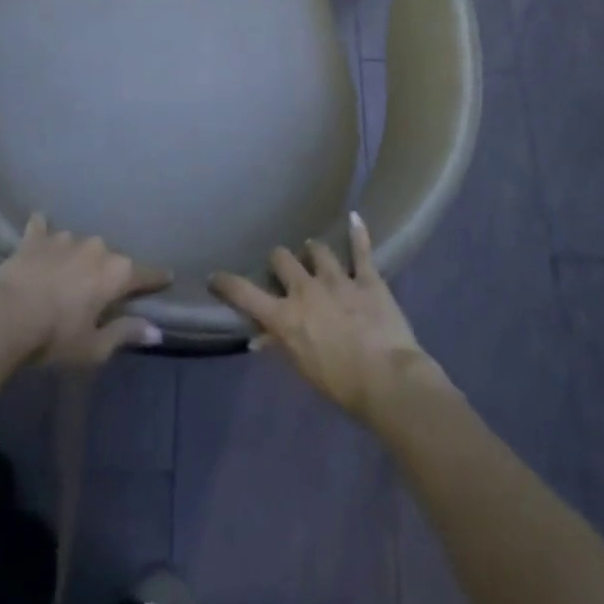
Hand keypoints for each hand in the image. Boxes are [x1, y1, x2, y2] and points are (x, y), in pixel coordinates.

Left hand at [0, 217, 169, 404]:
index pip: (145, 274)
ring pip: (79, 244)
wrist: (4, 315)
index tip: (167, 277)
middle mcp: (96, 247)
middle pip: (111, 259)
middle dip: (109, 272)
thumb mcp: (93, 348)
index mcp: (115, 273)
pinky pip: (42, 227)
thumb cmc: (54, 337)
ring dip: (77, 257)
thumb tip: (157, 331)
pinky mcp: (35, 237)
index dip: (156, 279)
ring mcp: (65, 238)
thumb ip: (125, 334)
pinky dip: (43, 230)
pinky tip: (40, 228)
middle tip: (100, 291)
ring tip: (68, 273)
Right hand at [210, 212, 443, 426]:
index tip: (215, 277)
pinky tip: (355, 218)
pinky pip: (361, 250)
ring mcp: (337, 279)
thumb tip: (259, 338)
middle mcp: (306, 289)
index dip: (227, 283)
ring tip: (314, 253)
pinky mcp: (367, 278)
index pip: (245, 294)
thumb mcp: (303, 369)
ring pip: (317, 250)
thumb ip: (281, 346)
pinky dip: (358, 233)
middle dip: (280, 262)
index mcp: (285, 315)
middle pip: (282, 258)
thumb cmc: (341, 385)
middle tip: (284, 270)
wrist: (387, 380)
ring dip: (313, 252)